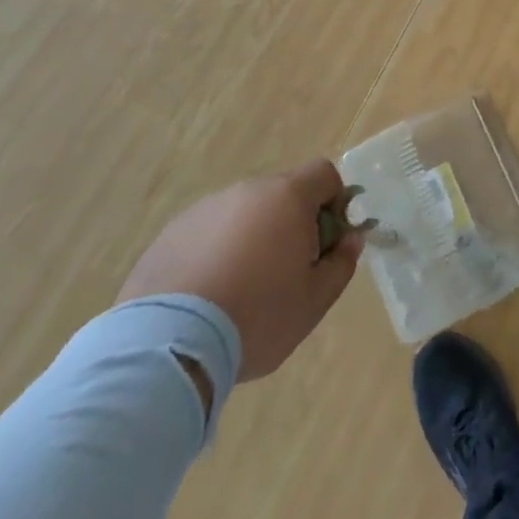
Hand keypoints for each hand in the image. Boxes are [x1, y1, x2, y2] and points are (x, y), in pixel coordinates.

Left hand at [116, 159, 361, 381]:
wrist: (168, 344)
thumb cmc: (256, 316)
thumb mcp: (314, 302)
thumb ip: (341, 264)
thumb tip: (351, 239)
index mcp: (288, 196)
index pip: (324, 174)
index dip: (334, 202)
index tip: (327, 242)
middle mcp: (247, 191)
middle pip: (282, 195)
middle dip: (291, 225)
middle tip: (285, 274)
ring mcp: (205, 209)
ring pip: (242, 215)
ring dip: (250, 239)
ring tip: (239, 292)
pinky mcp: (170, 234)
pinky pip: (206, 235)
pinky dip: (214, 255)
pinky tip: (206, 299)